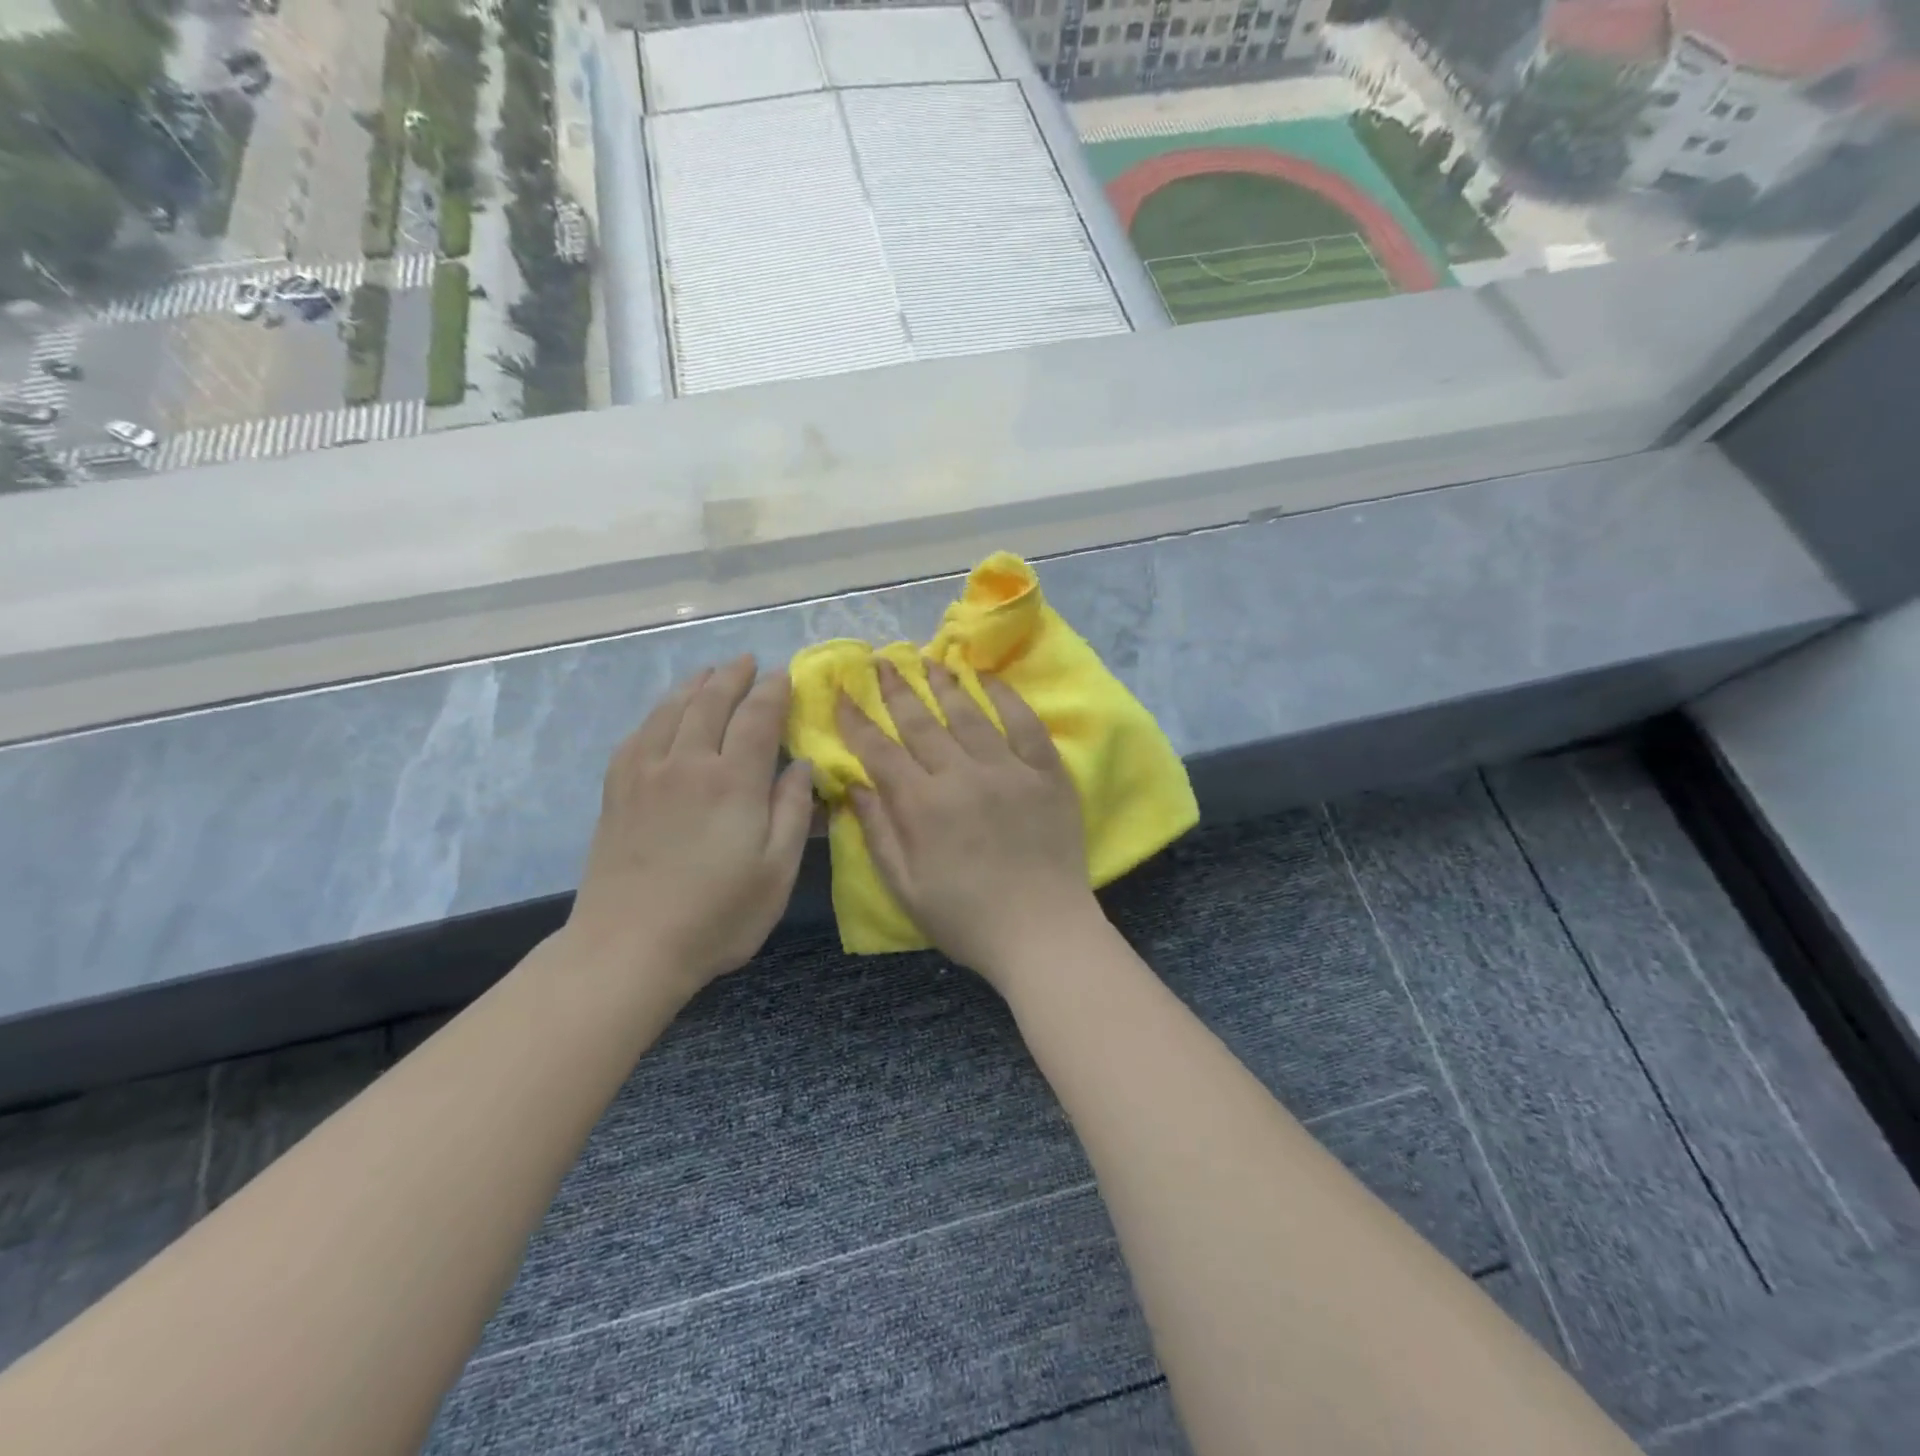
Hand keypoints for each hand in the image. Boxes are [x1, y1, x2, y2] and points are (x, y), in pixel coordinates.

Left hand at [568, 657, 814, 994]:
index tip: (784, 675)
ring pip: (672, 710)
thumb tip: (802, 765)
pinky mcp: (617, 790)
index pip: (758, 717)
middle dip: (733, 676)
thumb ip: (793, 811)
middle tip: (748, 661)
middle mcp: (688, 763)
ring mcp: (646, 773)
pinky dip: (658, 712)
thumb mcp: (777, 872)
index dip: (773, 691)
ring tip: (710, 673)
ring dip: (695, 685)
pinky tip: (665, 713)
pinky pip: (639, 734)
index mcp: (734, 781)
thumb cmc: (717, 916)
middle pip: (711, 702)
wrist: (629, 948)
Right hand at [836, 660, 1103, 989]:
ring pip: (969, 714)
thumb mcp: (905, 888)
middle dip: (896, 690)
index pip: (880, 751)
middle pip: (922, 722)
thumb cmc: (966, 918)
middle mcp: (962, 776)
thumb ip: (878, 833)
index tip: (841, 693)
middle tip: (881, 661)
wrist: (1043, 932)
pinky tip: (988, 678)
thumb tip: (853, 786)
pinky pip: (1025, 724)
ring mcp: (1008, 770)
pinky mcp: (1046, 774)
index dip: (856, 720)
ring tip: (928, 660)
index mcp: (923, 806)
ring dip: (944, 685)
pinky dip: (1006, 697)